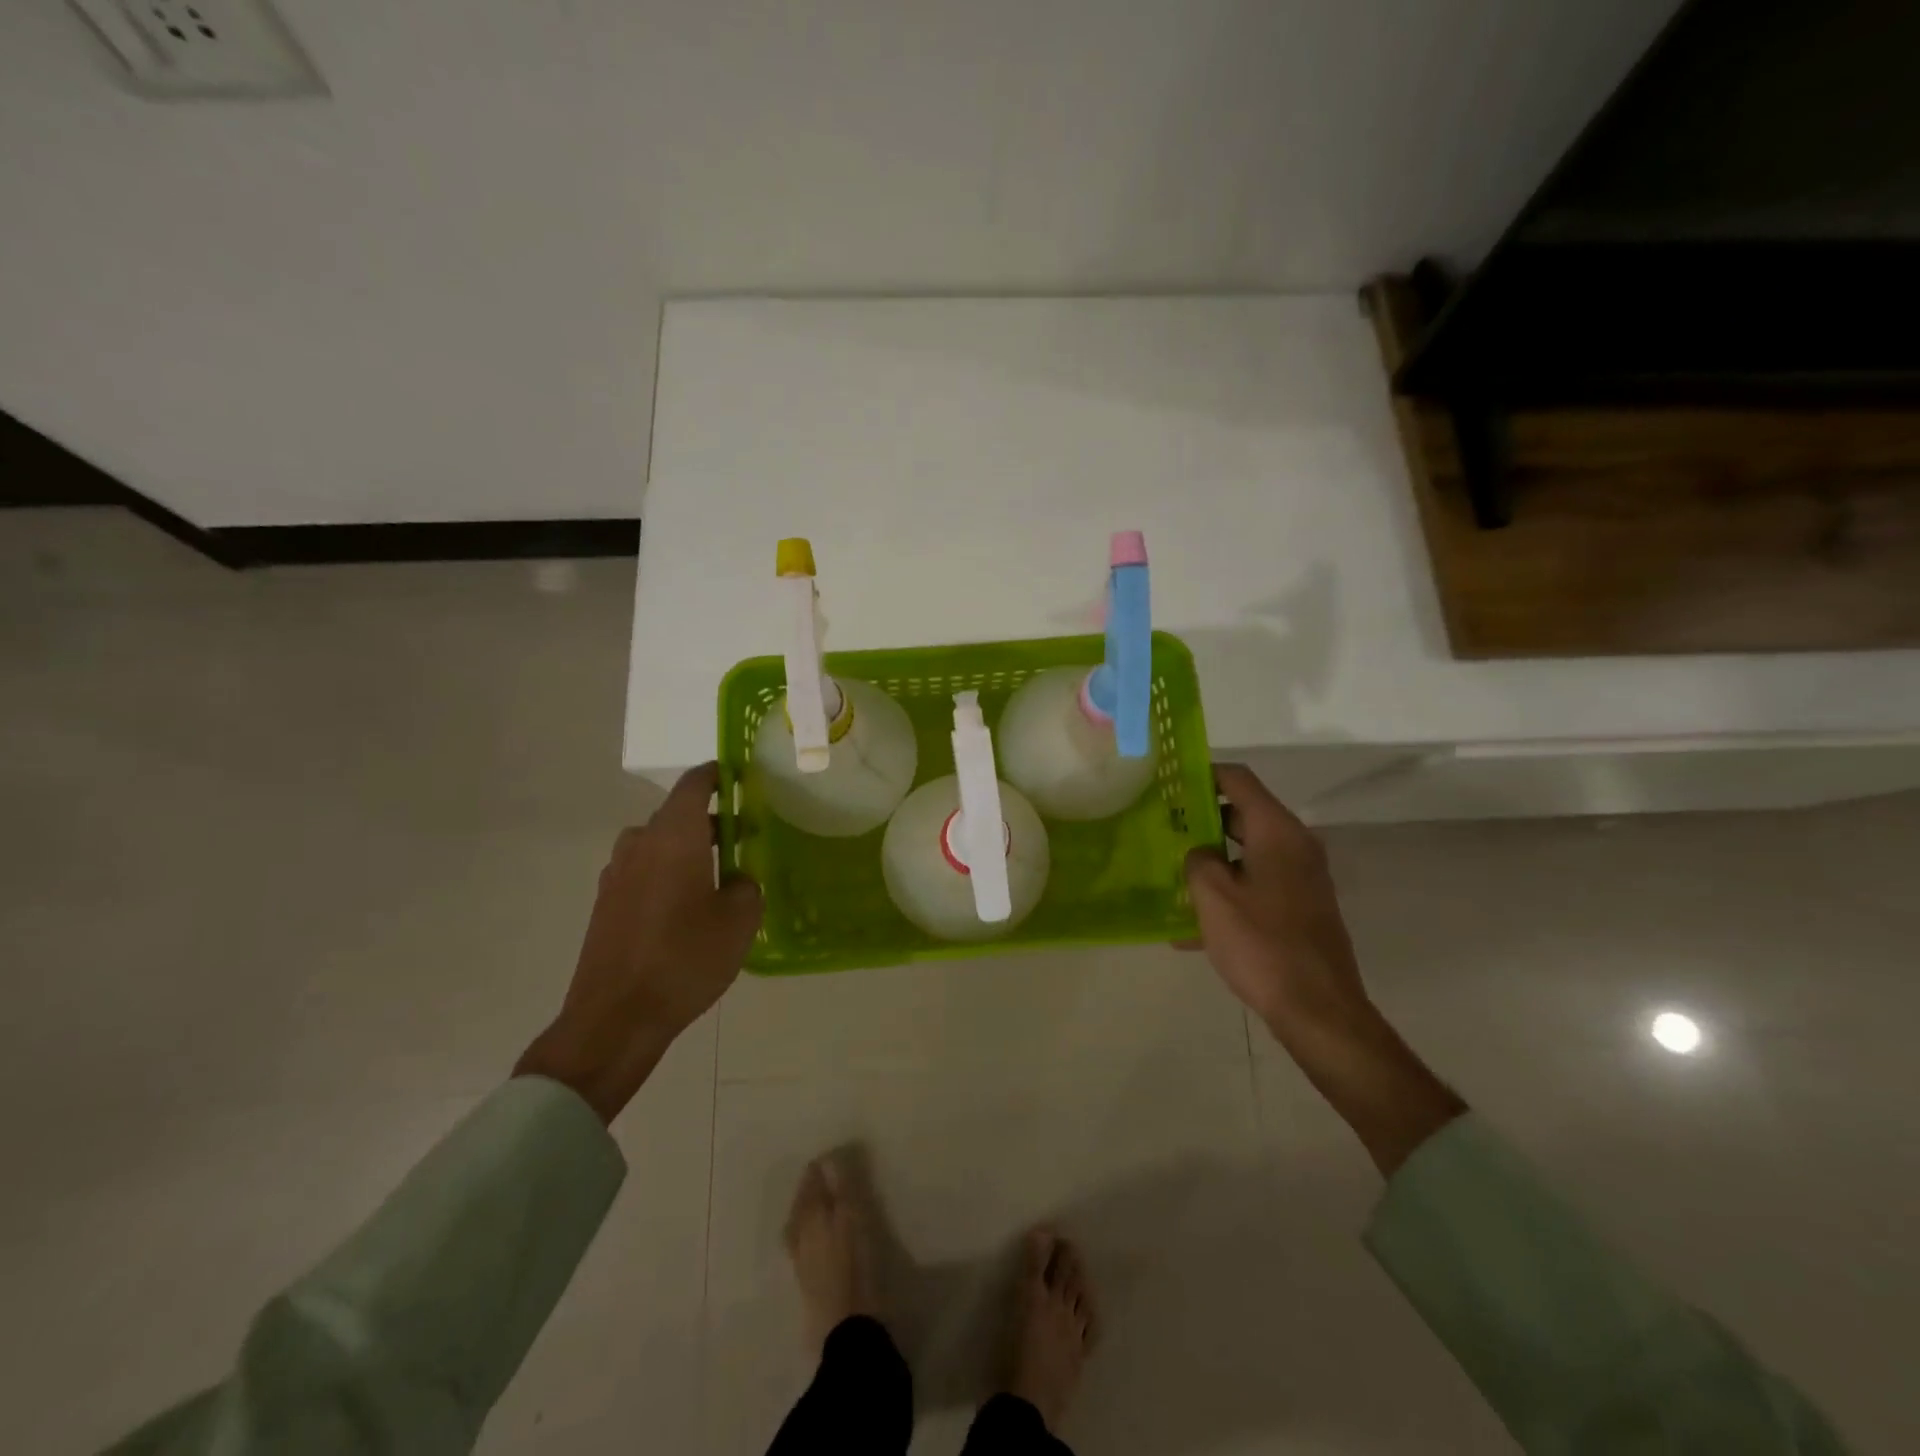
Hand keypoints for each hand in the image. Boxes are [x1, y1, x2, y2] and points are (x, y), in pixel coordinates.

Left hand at [515, 763, 762, 1122]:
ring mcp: (616, 874)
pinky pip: (642, 871)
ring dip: (687, 848)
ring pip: (658, 844)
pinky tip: (686, 907)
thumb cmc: (684, 959)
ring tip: (717, 874)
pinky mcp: (606, 904)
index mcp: (674, 837)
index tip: (742, 778)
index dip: (718, 775)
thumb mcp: (738, 922)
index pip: (695, 784)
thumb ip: (746, 887)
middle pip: (677, 815)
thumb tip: (737, 879)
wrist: (614, 1018)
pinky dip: (666, 873)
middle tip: (744, 837)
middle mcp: (640, 844)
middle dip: (711, 820)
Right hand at [1184, 764, 1464, 1175]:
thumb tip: (1200, 854)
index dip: (1203, 774)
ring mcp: (1301, 879)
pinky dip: (1227, 893)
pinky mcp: (1300, 908)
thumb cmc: (1262, 944)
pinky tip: (1189, 928)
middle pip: (1242, 814)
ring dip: (1210, 860)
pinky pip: (1256, 885)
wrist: (1318, 1010)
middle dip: (1200, 820)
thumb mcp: (1213, 896)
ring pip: (1246, 853)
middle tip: (1161, 828)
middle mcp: (1295, 846)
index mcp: (1278, 832)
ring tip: (1169, 875)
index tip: (1169, 781)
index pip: (1239, 780)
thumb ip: (1198, 860)